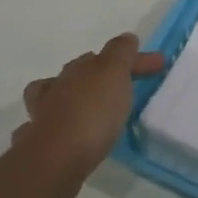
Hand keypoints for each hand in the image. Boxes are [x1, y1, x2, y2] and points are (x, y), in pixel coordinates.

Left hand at [15, 34, 165, 197]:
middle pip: (80, 72)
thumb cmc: (91, 113)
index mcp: (78, 68)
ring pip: (56, 97)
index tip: (158, 65)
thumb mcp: (114, 74)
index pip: (110, 55)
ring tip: (92, 109)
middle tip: (122, 86)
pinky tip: (66, 134)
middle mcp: (57, 86)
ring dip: (73, 97)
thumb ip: (121, 53)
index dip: (134, 59)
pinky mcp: (38, 143)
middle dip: (99, 74)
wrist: (56, 160)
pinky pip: (46, 126)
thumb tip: (127, 38)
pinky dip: (56, 125)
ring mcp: (43, 114)